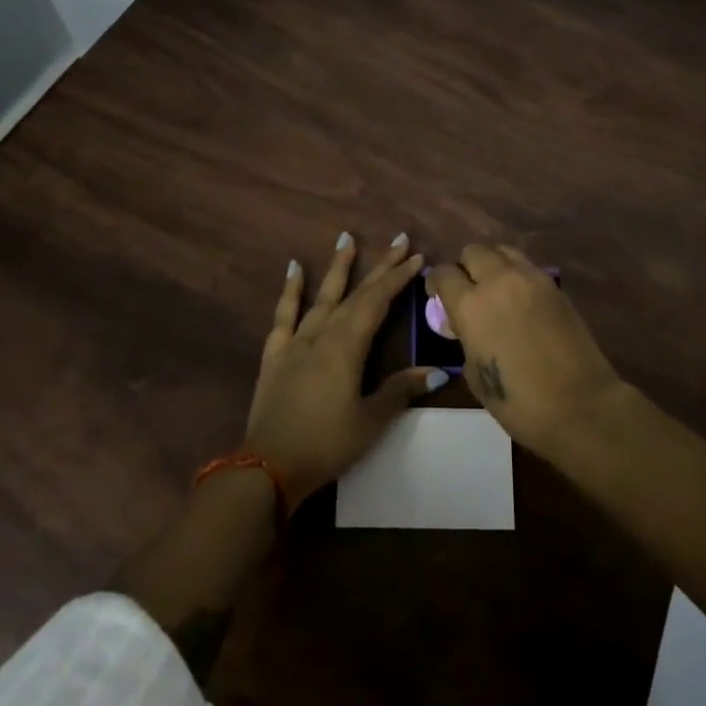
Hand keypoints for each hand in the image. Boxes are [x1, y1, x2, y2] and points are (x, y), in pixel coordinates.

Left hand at [245, 232, 446, 507]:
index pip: (377, 302)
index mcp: (347, 346)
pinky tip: (294, 268)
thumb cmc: (326, 445)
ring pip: (323, 296)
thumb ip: (400, 391)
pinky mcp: (275, 354)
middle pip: (355, 294)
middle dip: (379, 267)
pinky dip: (290, 290)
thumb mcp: (370, 421)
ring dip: (338, 267)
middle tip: (398, 240)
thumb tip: (437, 371)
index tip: (416, 257)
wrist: (268, 467)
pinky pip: (284, 314)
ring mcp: (296, 341)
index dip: (398, 278)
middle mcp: (322, 334)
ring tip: (347, 238)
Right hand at [425, 245, 623, 456]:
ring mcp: (530, 278)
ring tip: (495, 289)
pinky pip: (527, 266)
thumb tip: (468, 327)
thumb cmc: (519, 402)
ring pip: (502, 251)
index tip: (437, 297)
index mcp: (471, 304)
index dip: (436, 283)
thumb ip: (466, 339)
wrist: (580, 405)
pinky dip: (516, 274)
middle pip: (473, 251)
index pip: (443, 273)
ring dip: (492, 265)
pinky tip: (520, 299)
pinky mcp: (555, 285)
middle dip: (465, 268)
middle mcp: (498, 280)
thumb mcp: (475, 374)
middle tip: (468, 291)